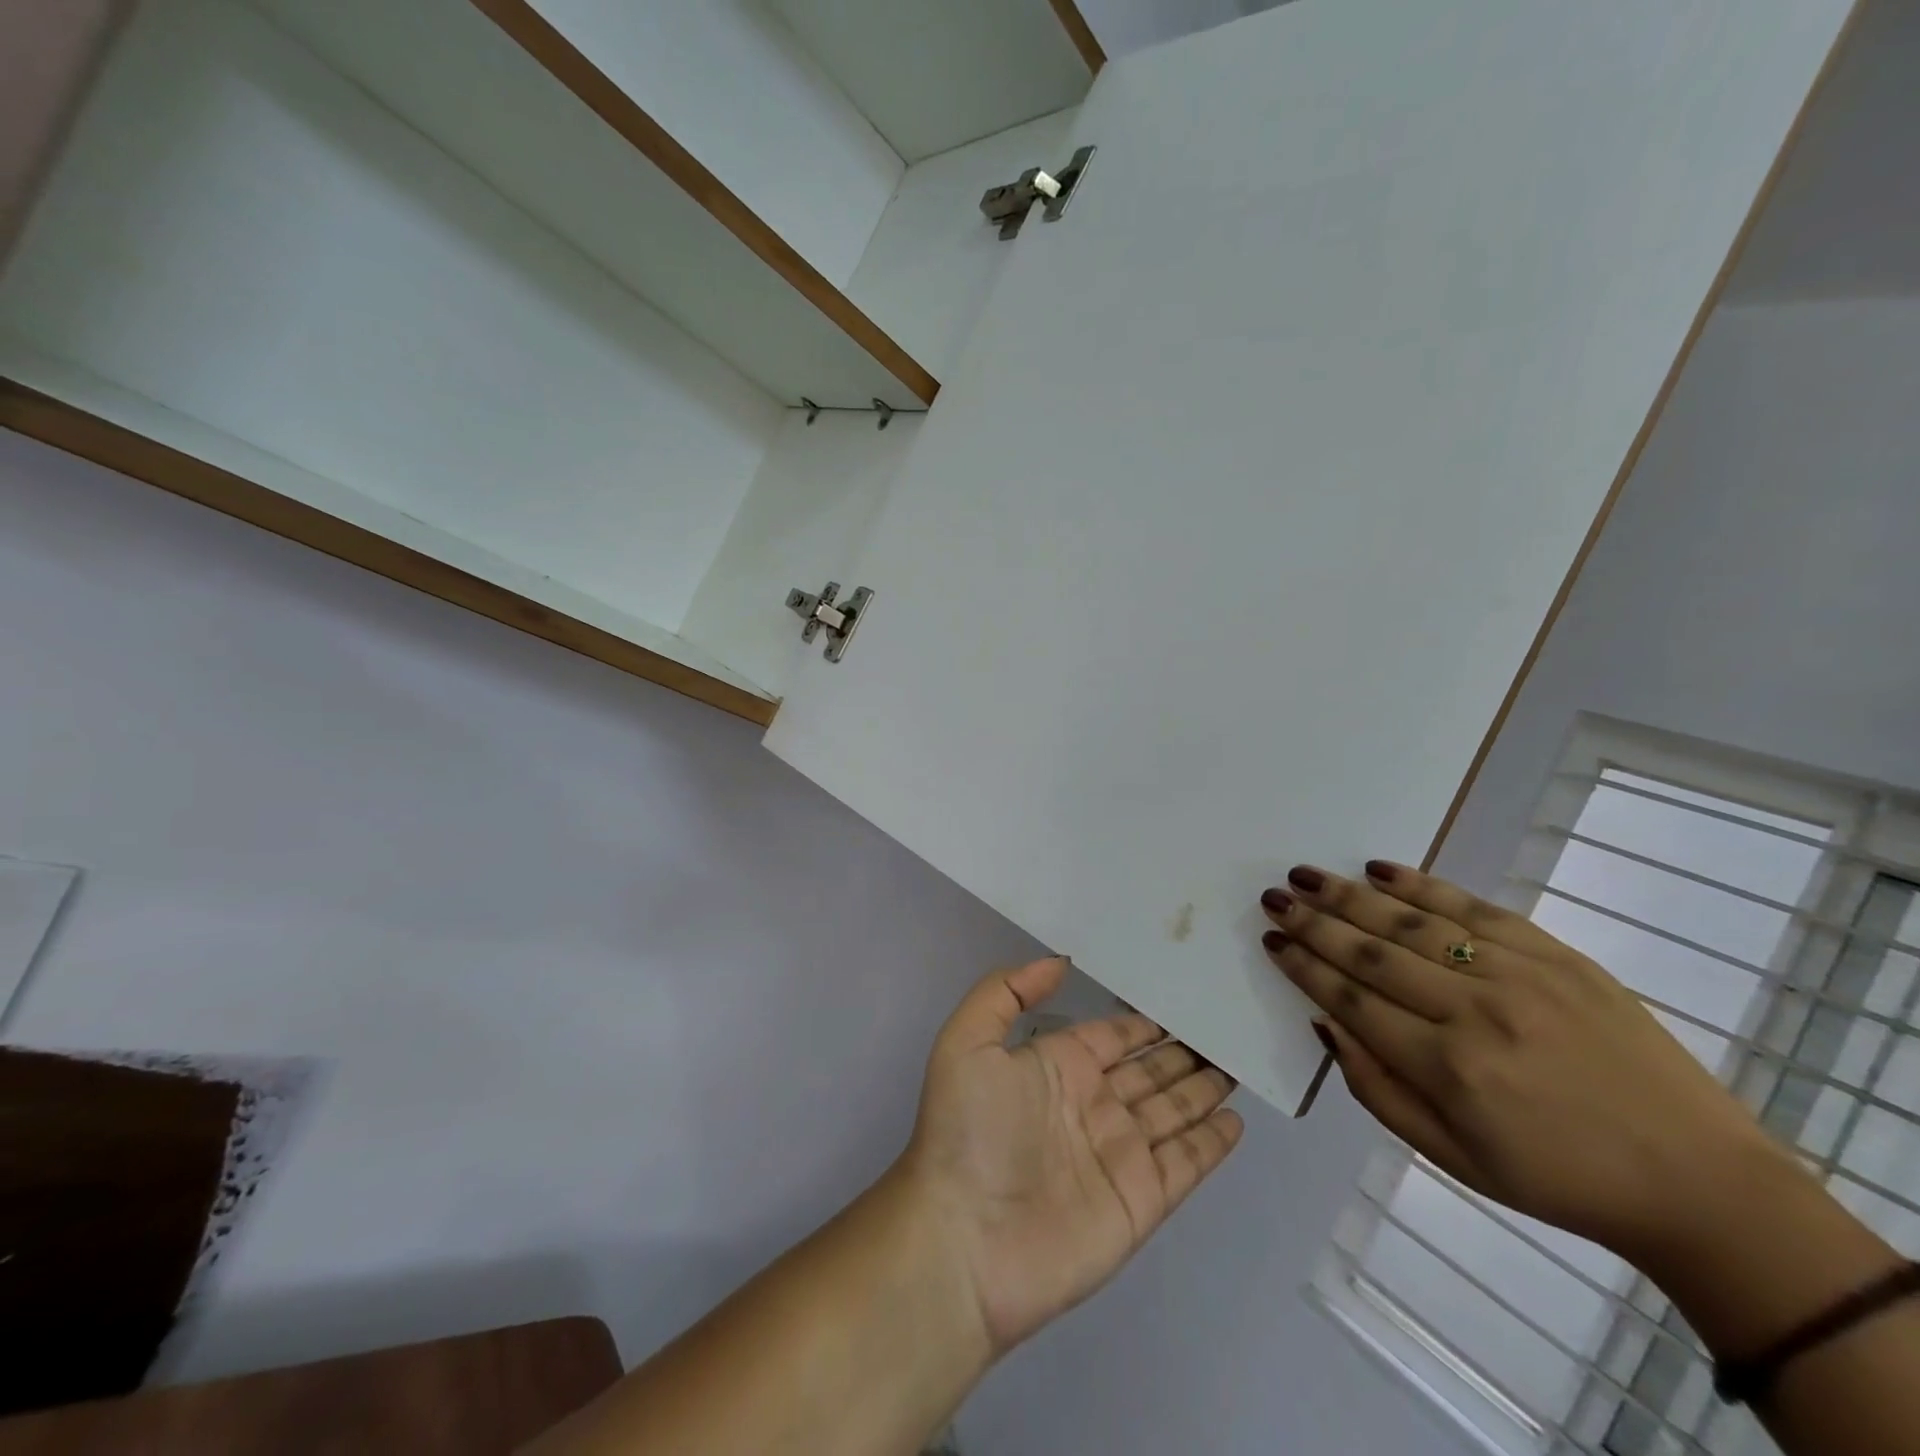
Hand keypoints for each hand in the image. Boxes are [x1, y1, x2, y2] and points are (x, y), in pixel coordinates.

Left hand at [899, 956, 1243, 1354]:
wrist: (965, 1241)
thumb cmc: (968, 1132)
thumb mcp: (968, 1041)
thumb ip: (1007, 991)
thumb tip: (1059, 962)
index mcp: (1056, 1066)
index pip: (1111, 1036)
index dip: (1142, 1022)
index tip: (1178, 997)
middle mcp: (1092, 1104)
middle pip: (1150, 1070)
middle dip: (1182, 1051)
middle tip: (1223, 1027)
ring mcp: (1119, 1153)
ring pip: (1174, 1109)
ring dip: (1204, 1088)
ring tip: (1238, 1063)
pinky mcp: (1141, 1200)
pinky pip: (1187, 1162)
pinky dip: (1213, 1142)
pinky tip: (1238, 1120)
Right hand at [1261, 862, 1779, 1265]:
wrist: (1699, 1181)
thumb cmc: (1558, 1179)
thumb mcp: (1453, 1158)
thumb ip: (1376, 1089)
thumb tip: (1325, 1023)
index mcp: (1449, 1068)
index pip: (1351, 1000)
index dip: (1304, 967)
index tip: (1271, 940)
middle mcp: (1477, 1010)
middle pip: (1372, 952)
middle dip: (1313, 922)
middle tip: (1274, 897)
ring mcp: (1519, 974)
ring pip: (1412, 921)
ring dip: (1349, 895)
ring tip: (1305, 876)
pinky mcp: (1556, 954)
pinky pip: (1472, 906)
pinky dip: (1419, 884)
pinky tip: (1378, 869)